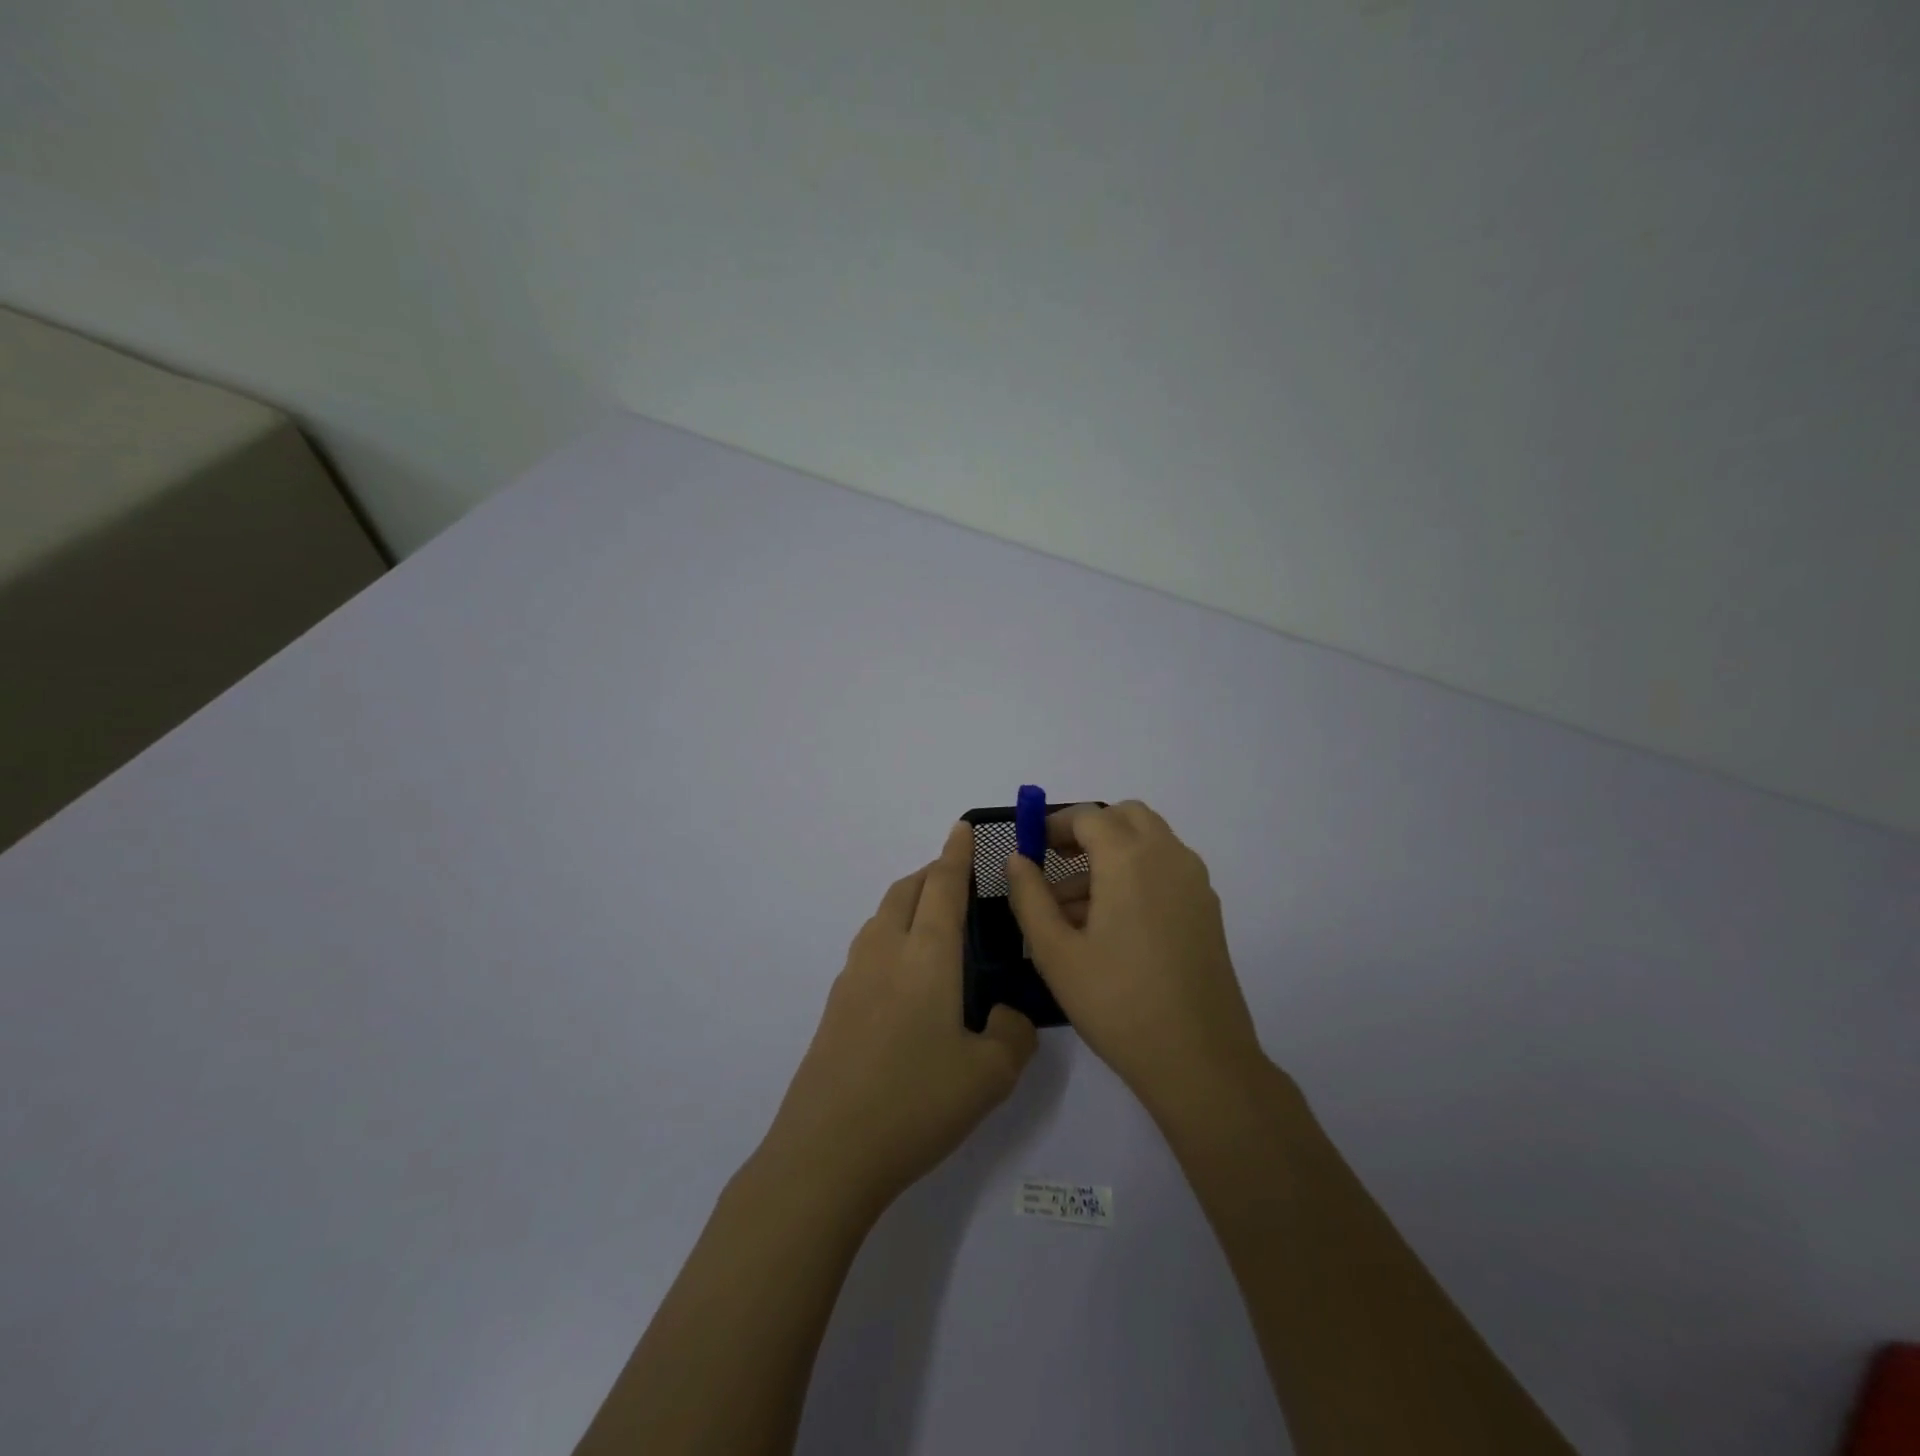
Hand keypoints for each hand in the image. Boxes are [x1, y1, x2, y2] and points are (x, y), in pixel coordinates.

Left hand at [763, 822, 1037, 1212]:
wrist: (827, 1150)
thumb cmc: (916, 1102)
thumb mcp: (990, 1075)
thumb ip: (1013, 1035)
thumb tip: (1007, 1016)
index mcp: (926, 955)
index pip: (943, 886)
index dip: (955, 854)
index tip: (960, 828)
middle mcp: (886, 952)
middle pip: (906, 890)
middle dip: (931, 872)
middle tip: (958, 877)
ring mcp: (853, 977)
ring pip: (883, 916)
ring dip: (908, 901)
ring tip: (934, 920)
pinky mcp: (836, 1005)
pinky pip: (869, 946)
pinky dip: (892, 933)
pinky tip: (906, 973)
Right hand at [1006, 801, 1263, 1116]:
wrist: (1199, 1060)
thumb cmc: (1117, 1003)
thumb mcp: (1055, 952)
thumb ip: (1029, 896)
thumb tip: (1017, 859)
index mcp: (1130, 859)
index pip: (1088, 817)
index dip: (1054, 825)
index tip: (1031, 848)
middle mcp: (1169, 857)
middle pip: (1126, 816)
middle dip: (1088, 830)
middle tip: (1056, 862)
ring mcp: (1195, 882)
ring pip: (1149, 842)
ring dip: (1111, 853)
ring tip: (1073, 909)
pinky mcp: (1207, 909)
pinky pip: (1166, 869)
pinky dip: (1136, 873)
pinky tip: (1111, 925)